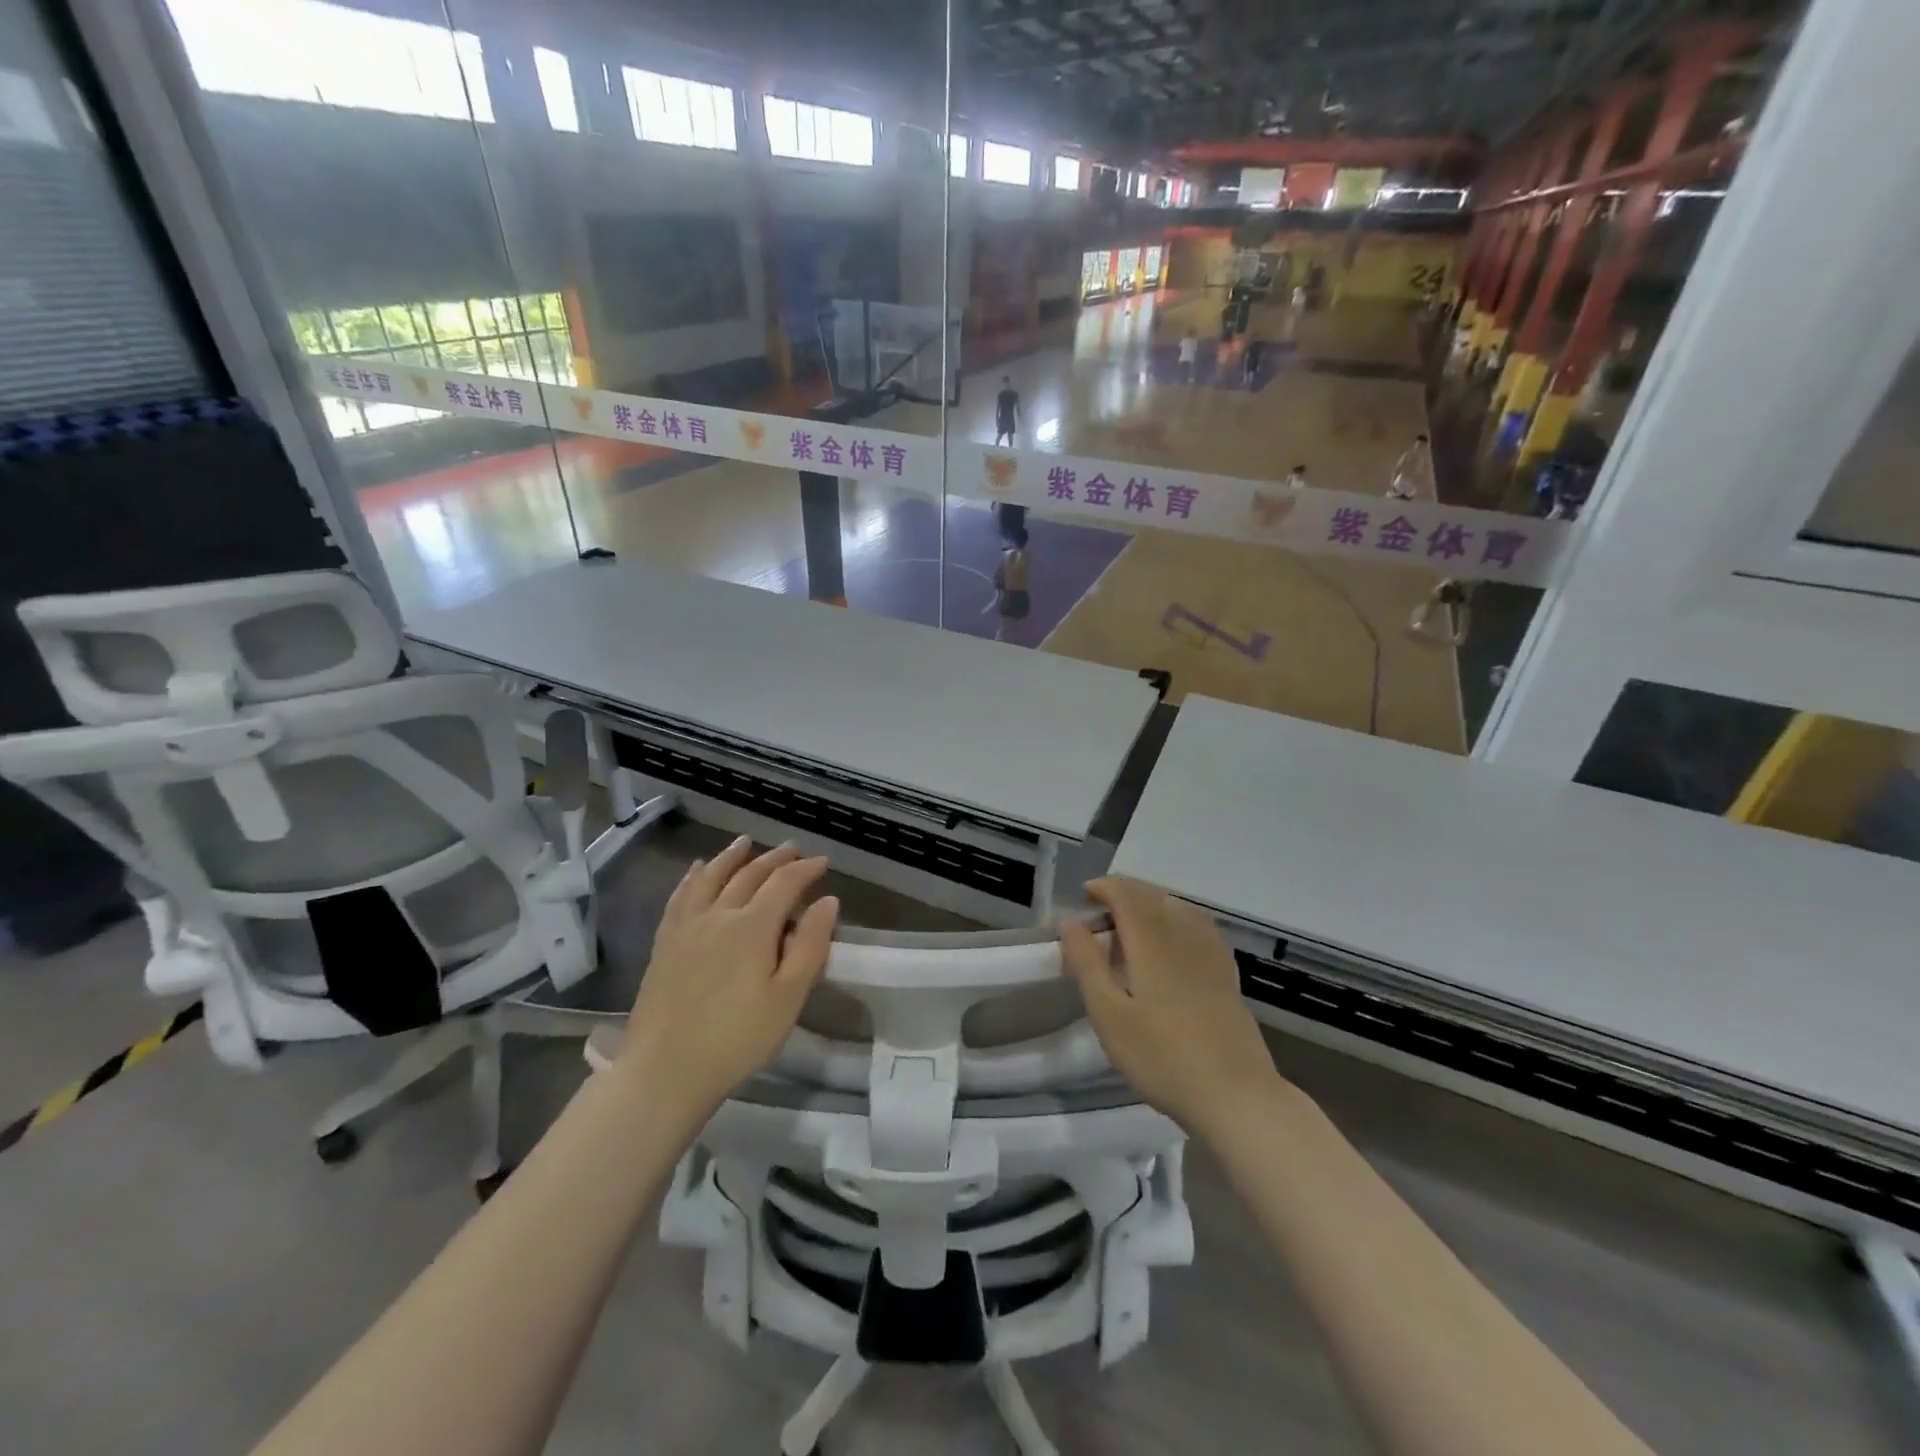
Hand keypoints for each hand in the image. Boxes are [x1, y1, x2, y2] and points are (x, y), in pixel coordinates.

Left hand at [618, 838, 837, 1118]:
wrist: (665, 1071)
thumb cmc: (737, 1039)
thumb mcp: (788, 998)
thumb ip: (811, 946)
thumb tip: (828, 901)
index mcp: (753, 927)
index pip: (785, 883)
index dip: (806, 869)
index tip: (823, 862)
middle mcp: (719, 914)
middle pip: (749, 874)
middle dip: (775, 858)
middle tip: (793, 849)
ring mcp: (687, 926)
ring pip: (711, 876)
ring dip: (732, 856)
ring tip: (745, 842)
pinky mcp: (665, 942)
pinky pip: (681, 895)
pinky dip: (693, 876)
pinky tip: (697, 870)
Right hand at [1059, 877, 1285, 1142]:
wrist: (1235, 1095)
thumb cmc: (1162, 1057)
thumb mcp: (1109, 1015)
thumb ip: (1087, 963)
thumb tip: (1069, 920)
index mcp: (1152, 941)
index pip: (1126, 894)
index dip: (1103, 887)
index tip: (1083, 898)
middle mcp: (1184, 935)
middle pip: (1152, 895)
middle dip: (1124, 893)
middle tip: (1098, 914)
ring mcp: (1210, 952)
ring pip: (1177, 907)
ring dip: (1149, 904)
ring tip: (1129, 926)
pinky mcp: (1225, 971)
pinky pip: (1196, 925)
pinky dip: (1174, 919)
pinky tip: (1169, 944)